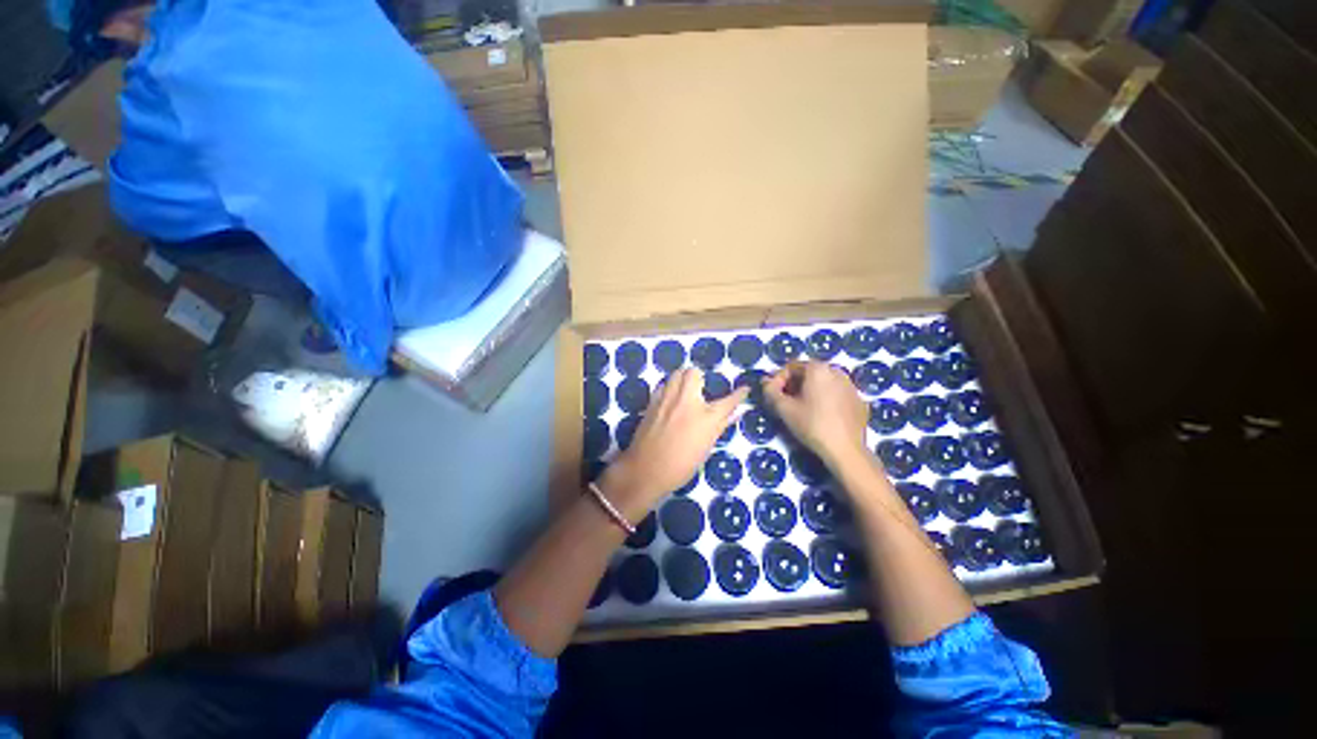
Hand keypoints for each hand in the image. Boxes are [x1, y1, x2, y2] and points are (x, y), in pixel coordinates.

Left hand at [601, 368, 748, 521]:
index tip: (744, 389)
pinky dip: (668, 388)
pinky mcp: (652, 403)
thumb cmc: (681, 466)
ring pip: (676, 374)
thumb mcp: (706, 449)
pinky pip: (662, 385)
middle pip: (694, 373)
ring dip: (682, 378)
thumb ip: (720, 426)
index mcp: (706, 417)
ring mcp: (668, 400)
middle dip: (699, 376)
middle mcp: (687, 402)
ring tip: (684, 390)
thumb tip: (734, 414)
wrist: (647, 470)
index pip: (728, 401)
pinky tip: (669, 400)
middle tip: (700, 387)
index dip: (739, 394)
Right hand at [763, 361, 868, 467]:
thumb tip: (766, 381)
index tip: (773, 396)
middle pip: (808, 373)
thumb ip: (770, 391)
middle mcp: (837, 371)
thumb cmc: (812, 425)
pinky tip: (821, 416)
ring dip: (810, 392)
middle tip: (785, 402)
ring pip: (823, 383)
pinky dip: (826, 400)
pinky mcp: (860, 401)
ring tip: (802, 409)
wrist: (846, 449)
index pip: (791, 367)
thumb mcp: (784, 408)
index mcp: (818, 368)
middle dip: (794, 385)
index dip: (778, 380)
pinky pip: (836, 394)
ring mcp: (851, 386)